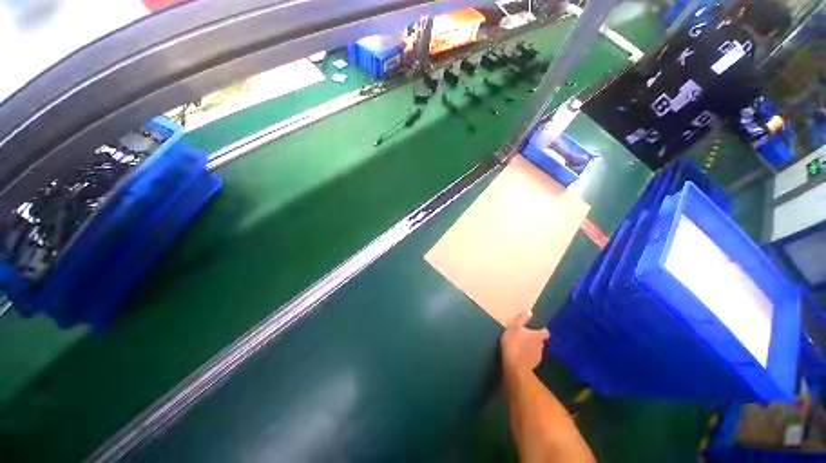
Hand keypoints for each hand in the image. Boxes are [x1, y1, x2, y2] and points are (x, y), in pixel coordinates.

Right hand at [501, 311, 549, 375]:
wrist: (514, 366)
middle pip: (540, 341)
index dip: (542, 330)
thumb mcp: (514, 327)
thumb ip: (522, 319)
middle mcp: (540, 346)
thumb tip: (529, 312)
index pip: (545, 332)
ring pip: (536, 349)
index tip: (537, 328)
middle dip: (535, 338)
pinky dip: (528, 355)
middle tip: (526, 336)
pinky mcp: (533, 365)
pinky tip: (520, 355)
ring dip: (531, 347)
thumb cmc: (514, 343)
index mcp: (537, 336)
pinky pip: (531, 357)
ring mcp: (538, 357)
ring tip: (522, 346)